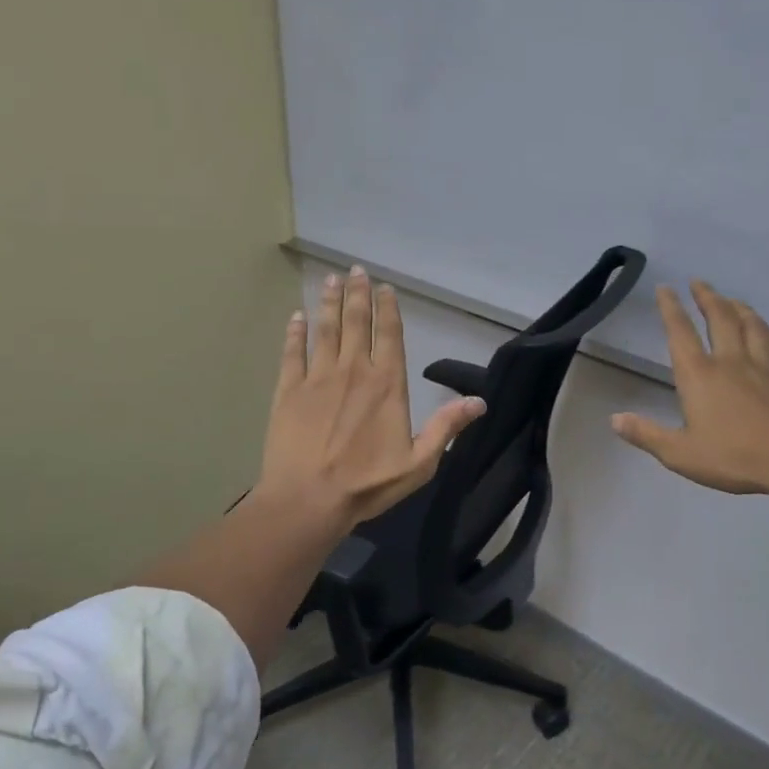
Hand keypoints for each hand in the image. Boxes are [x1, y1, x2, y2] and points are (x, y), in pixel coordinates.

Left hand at [256, 266, 486, 530]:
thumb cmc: (367, 483)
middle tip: (355, 270)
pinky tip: (296, 317)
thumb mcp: (419, 463)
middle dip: (357, 294)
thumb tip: (480, 401)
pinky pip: (292, 352)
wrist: (308, 499)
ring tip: (330, 280)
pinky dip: (295, 332)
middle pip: (356, 322)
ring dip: (329, 303)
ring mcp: (317, 377)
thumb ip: (446, 427)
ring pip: (325, 329)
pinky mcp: (288, 390)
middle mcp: (353, 370)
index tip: (384, 288)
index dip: (387, 309)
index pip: (389, 335)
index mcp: (387, 384)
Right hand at [611, 282, 768, 504]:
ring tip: (731, 300)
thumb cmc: (734, 458)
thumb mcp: (680, 454)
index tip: (665, 288)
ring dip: (739, 308)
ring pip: (752, 326)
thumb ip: (647, 434)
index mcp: (700, 376)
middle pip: (720, 318)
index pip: (680, 332)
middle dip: (707, 297)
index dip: (670, 308)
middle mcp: (731, 362)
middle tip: (699, 283)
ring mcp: (765, 367)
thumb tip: (615, 419)